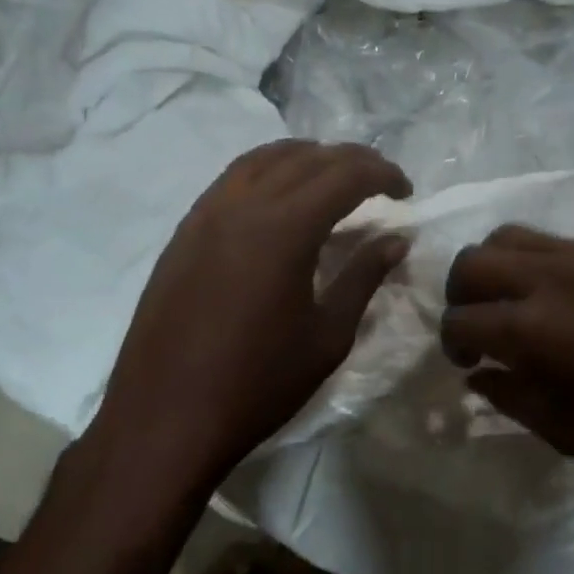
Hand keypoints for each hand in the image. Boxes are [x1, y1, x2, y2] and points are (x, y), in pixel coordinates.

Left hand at [92, 140, 411, 487]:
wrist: (167, 416)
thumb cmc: (259, 383)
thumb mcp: (327, 336)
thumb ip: (363, 278)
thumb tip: (395, 240)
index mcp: (284, 228)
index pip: (344, 174)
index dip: (383, 174)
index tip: (406, 192)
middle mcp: (242, 205)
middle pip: (305, 157)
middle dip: (351, 161)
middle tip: (379, 184)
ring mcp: (205, 214)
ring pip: (262, 159)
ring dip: (306, 159)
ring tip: (332, 181)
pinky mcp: (183, 232)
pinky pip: (232, 180)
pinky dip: (268, 173)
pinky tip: (280, 202)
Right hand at [441, 226, 573, 496]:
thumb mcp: (567, 433)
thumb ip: (511, 398)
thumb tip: (480, 374)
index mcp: (534, 330)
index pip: (460, 319)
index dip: (452, 343)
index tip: (466, 362)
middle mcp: (553, 278)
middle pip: (473, 261)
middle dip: (461, 294)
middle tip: (480, 325)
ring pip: (512, 236)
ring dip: (496, 268)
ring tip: (515, 300)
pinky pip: (561, 242)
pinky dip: (541, 265)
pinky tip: (566, 297)